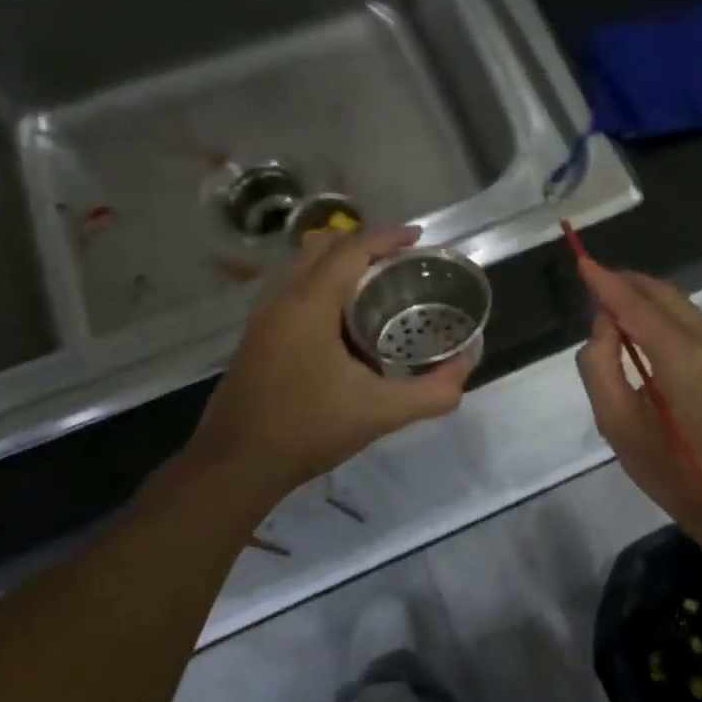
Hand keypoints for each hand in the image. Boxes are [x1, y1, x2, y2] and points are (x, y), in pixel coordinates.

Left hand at [179, 226, 470, 498]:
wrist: (236, 465)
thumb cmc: (308, 429)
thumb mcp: (381, 412)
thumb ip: (432, 392)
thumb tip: (465, 368)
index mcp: (309, 305)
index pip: (351, 250)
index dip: (387, 237)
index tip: (419, 237)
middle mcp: (281, 299)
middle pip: (322, 248)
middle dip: (363, 244)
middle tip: (400, 259)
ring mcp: (262, 318)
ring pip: (301, 267)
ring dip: (338, 263)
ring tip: (374, 282)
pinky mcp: (255, 338)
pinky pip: (291, 289)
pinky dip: (320, 284)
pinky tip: (341, 319)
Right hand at [575, 259, 701, 533]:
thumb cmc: (669, 469)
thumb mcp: (616, 423)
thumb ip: (600, 365)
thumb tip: (603, 324)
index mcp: (680, 356)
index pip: (634, 304)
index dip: (605, 281)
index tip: (580, 260)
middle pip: (659, 293)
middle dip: (624, 284)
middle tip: (590, 287)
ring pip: (676, 301)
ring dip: (642, 297)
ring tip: (609, 308)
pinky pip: (688, 317)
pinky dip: (660, 312)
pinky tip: (640, 328)